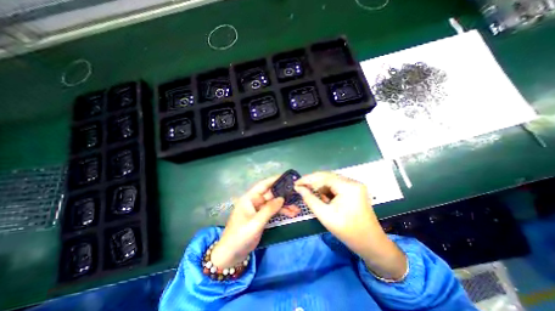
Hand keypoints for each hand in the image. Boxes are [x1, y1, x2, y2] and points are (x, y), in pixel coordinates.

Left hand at [211, 177, 298, 266]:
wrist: (231, 255)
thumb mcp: (255, 223)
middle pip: (271, 195)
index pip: (263, 185)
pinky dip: (281, 212)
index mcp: (249, 198)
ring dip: (284, 206)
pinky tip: (291, 214)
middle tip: (297, 194)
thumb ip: (269, 209)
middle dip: (283, 195)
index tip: (287, 178)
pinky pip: (273, 212)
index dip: (274, 180)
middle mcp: (254, 202)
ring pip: (273, 204)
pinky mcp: (261, 218)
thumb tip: (282, 198)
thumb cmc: (240, 236)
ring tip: (297, 209)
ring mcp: (258, 210)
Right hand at [295, 171, 405, 279]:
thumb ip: (310, 199)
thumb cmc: (347, 231)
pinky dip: (328, 190)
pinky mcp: (354, 190)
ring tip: (314, 196)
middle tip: (300, 187)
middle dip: (313, 182)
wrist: (370, 243)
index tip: (296, 184)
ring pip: (331, 180)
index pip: (323, 177)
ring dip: (320, 187)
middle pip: (327, 176)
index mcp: (348, 186)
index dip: (308, 179)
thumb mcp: (325, 215)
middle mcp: (352, 181)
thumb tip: (299, 188)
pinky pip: (337, 185)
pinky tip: (324, 198)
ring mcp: (355, 185)